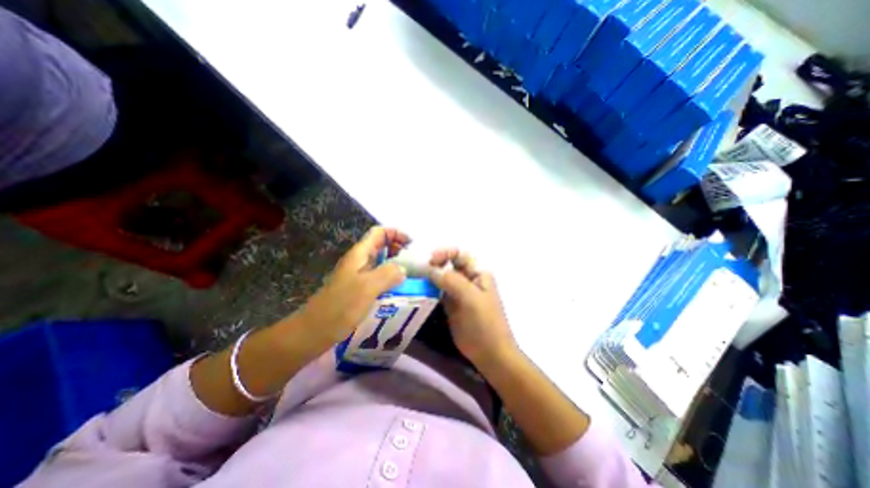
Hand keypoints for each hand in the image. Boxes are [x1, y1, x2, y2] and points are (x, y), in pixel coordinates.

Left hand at [298, 227, 408, 345]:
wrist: (315, 332)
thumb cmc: (340, 306)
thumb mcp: (367, 287)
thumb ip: (388, 273)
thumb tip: (404, 269)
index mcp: (360, 254)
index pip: (380, 232)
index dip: (397, 233)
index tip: (412, 245)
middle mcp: (360, 261)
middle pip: (382, 246)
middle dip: (399, 249)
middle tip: (415, 262)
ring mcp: (359, 276)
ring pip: (381, 263)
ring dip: (397, 265)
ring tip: (412, 276)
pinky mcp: (360, 289)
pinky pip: (379, 278)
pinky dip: (391, 279)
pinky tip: (399, 290)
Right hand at [427, 250, 514, 368]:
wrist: (489, 352)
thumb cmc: (485, 322)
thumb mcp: (471, 298)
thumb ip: (452, 281)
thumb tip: (431, 269)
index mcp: (478, 273)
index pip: (460, 254)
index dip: (446, 253)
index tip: (431, 260)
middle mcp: (468, 279)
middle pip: (449, 264)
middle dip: (436, 264)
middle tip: (421, 270)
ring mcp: (458, 292)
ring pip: (442, 278)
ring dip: (431, 276)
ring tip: (416, 278)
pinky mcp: (450, 305)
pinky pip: (438, 292)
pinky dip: (429, 289)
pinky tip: (420, 290)